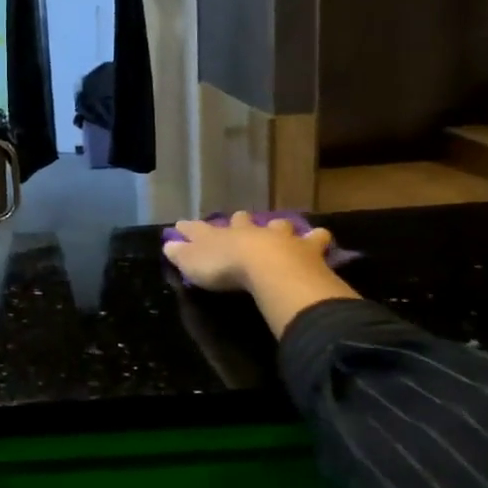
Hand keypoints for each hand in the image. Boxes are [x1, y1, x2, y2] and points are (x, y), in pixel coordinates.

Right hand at [164, 212, 329, 288]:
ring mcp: (278, 236)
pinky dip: (316, 238)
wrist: (268, 268)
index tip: (181, 224)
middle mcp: (248, 231)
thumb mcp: (193, 264)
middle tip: (238, 219)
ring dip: (276, 226)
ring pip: (277, 224)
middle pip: (241, 221)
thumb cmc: (225, 268)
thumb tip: (167, 244)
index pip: (199, 229)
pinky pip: (314, 238)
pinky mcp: (305, 247)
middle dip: (238, 220)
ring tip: (279, 226)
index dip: (189, 228)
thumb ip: (181, 254)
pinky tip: (319, 237)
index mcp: (219, 235)